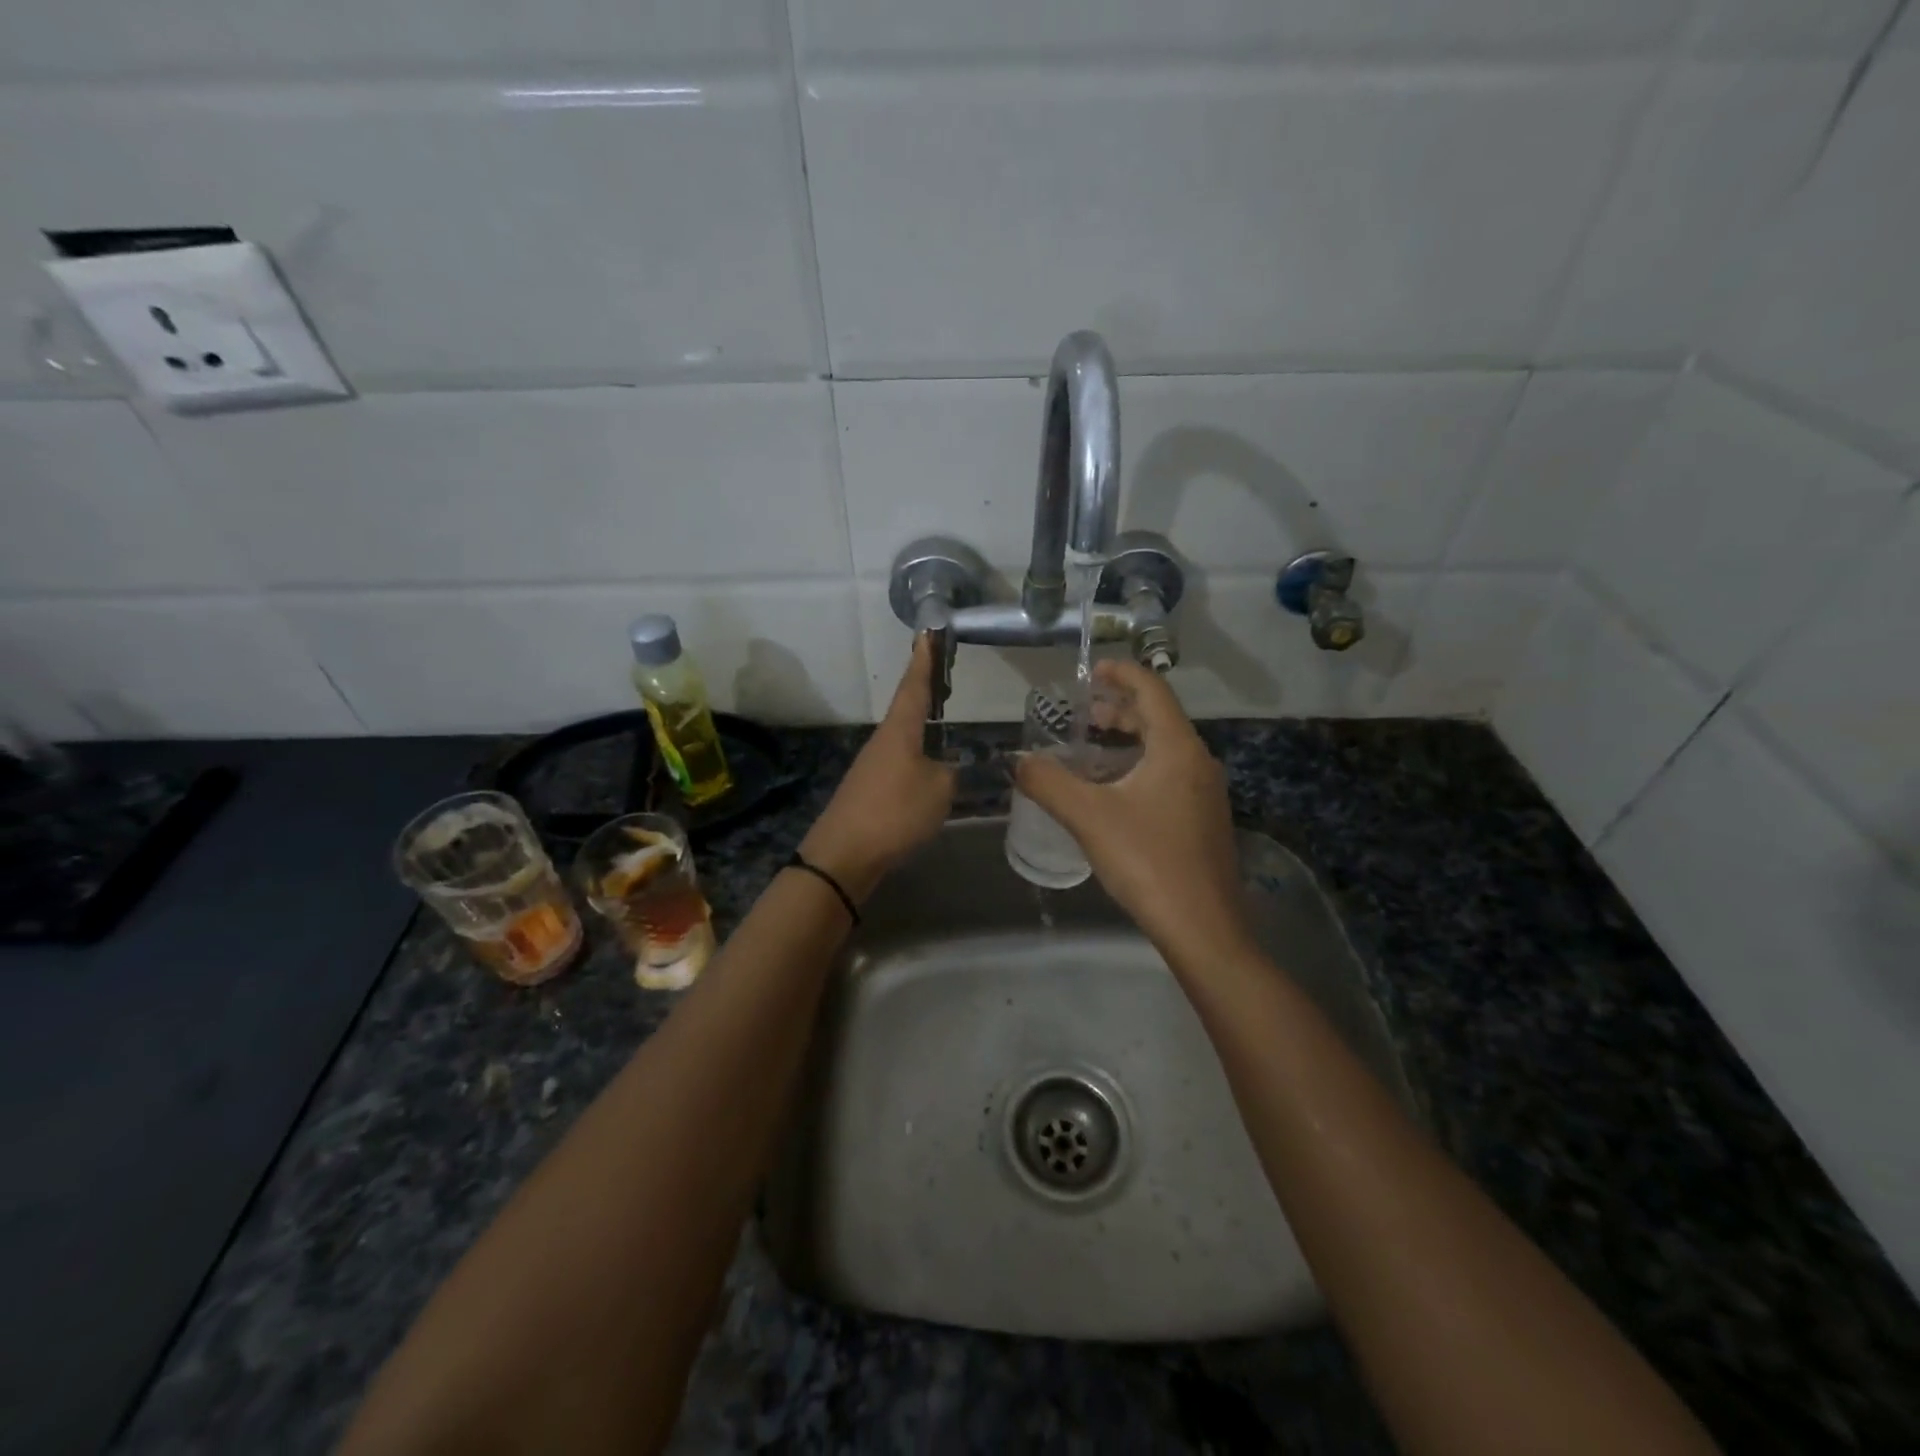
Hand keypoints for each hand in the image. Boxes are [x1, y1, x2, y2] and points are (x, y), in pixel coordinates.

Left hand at [800, 634, 954, 901]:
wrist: (845, 855)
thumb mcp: (939, 789)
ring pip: (905, 737)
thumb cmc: (894, 812)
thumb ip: (952, 772)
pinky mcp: (870, 790)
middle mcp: (884, 740)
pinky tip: (931, 767)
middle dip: (927, 690)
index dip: (924, 660)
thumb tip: (950, 768)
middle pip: (908, 708)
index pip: (915, 685)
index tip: (928, 633)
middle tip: (947, 674)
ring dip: (923, 725)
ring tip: (945, 719)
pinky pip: (901, 762)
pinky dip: (918, 755)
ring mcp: (874, 765)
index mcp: (900, 729)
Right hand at [1015, 660, 1252, 967]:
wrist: (1203, 927)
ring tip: (1092, 749)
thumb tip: (1016, 761)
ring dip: (1129, 740)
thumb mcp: (1089, 817)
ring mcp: (1206, 792)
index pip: (1152, 690)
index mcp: (1177, 748)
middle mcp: (1198, 761)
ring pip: (1165, 748)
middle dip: (1119, 709)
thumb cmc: (1148, 861)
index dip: (1121, 673)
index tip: (1091, 672)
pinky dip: (1140, 766)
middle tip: (1082, 714)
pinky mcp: (1204, 819)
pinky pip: (1170, 774)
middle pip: (1159, 717)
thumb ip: (1048, 783)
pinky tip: (1114, 792)